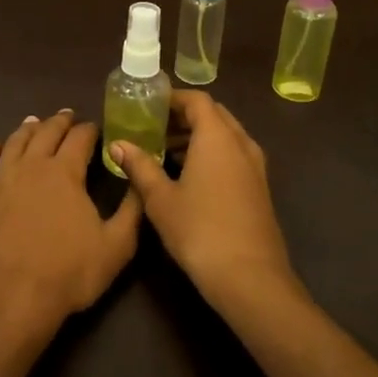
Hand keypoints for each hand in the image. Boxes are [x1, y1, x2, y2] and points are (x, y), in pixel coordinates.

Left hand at [0, 110, 142, 331]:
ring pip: (14, 143)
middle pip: (46, 133)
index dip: (90, 130)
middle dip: (59, 122)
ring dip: (27, 130)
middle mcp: (32, 166)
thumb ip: (133, 209)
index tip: (96, 128)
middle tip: (67, 116)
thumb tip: (140, 177)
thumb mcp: (117, 246)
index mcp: (65, 172)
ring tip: (34, 122)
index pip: (80, 138)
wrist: (9, 298)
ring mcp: (0, 180)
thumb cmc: (68, 273)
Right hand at [112, 90, 293, 301]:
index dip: (172, 98)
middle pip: (213, 115)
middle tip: (153, 128)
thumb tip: (118, 144)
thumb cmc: (200, 231)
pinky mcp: (259, 188)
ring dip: (198, 137)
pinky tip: (189, 177)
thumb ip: (139, 166)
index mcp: (217, 137)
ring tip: (165, 152)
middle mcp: (240, 143)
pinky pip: (233, 155)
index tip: (148, 106)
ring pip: (226, 136)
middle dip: (184, 117)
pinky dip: (212, 154)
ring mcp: (255, 166)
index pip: (196, 99)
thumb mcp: (160, 199)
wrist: (250, 278)